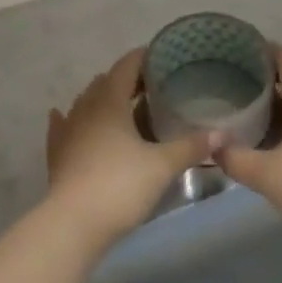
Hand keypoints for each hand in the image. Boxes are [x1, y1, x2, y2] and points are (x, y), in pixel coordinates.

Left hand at [45, 49, 213, 248]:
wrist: (73, 225)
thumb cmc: (120, 186)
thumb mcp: (163, 165)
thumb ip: (192, 146)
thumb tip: (224, 134)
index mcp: (110, 101)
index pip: (126, 66)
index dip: (144, 57)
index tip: (164, 56)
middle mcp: (85, 108)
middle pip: (106, 82)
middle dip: (128, 79)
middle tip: (154, 85)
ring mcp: (67, 131)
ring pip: (85, 102)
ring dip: (104, 98)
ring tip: (125, 104)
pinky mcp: (57, 154)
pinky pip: (62, 126)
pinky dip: (70, 118)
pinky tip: (64, 116)